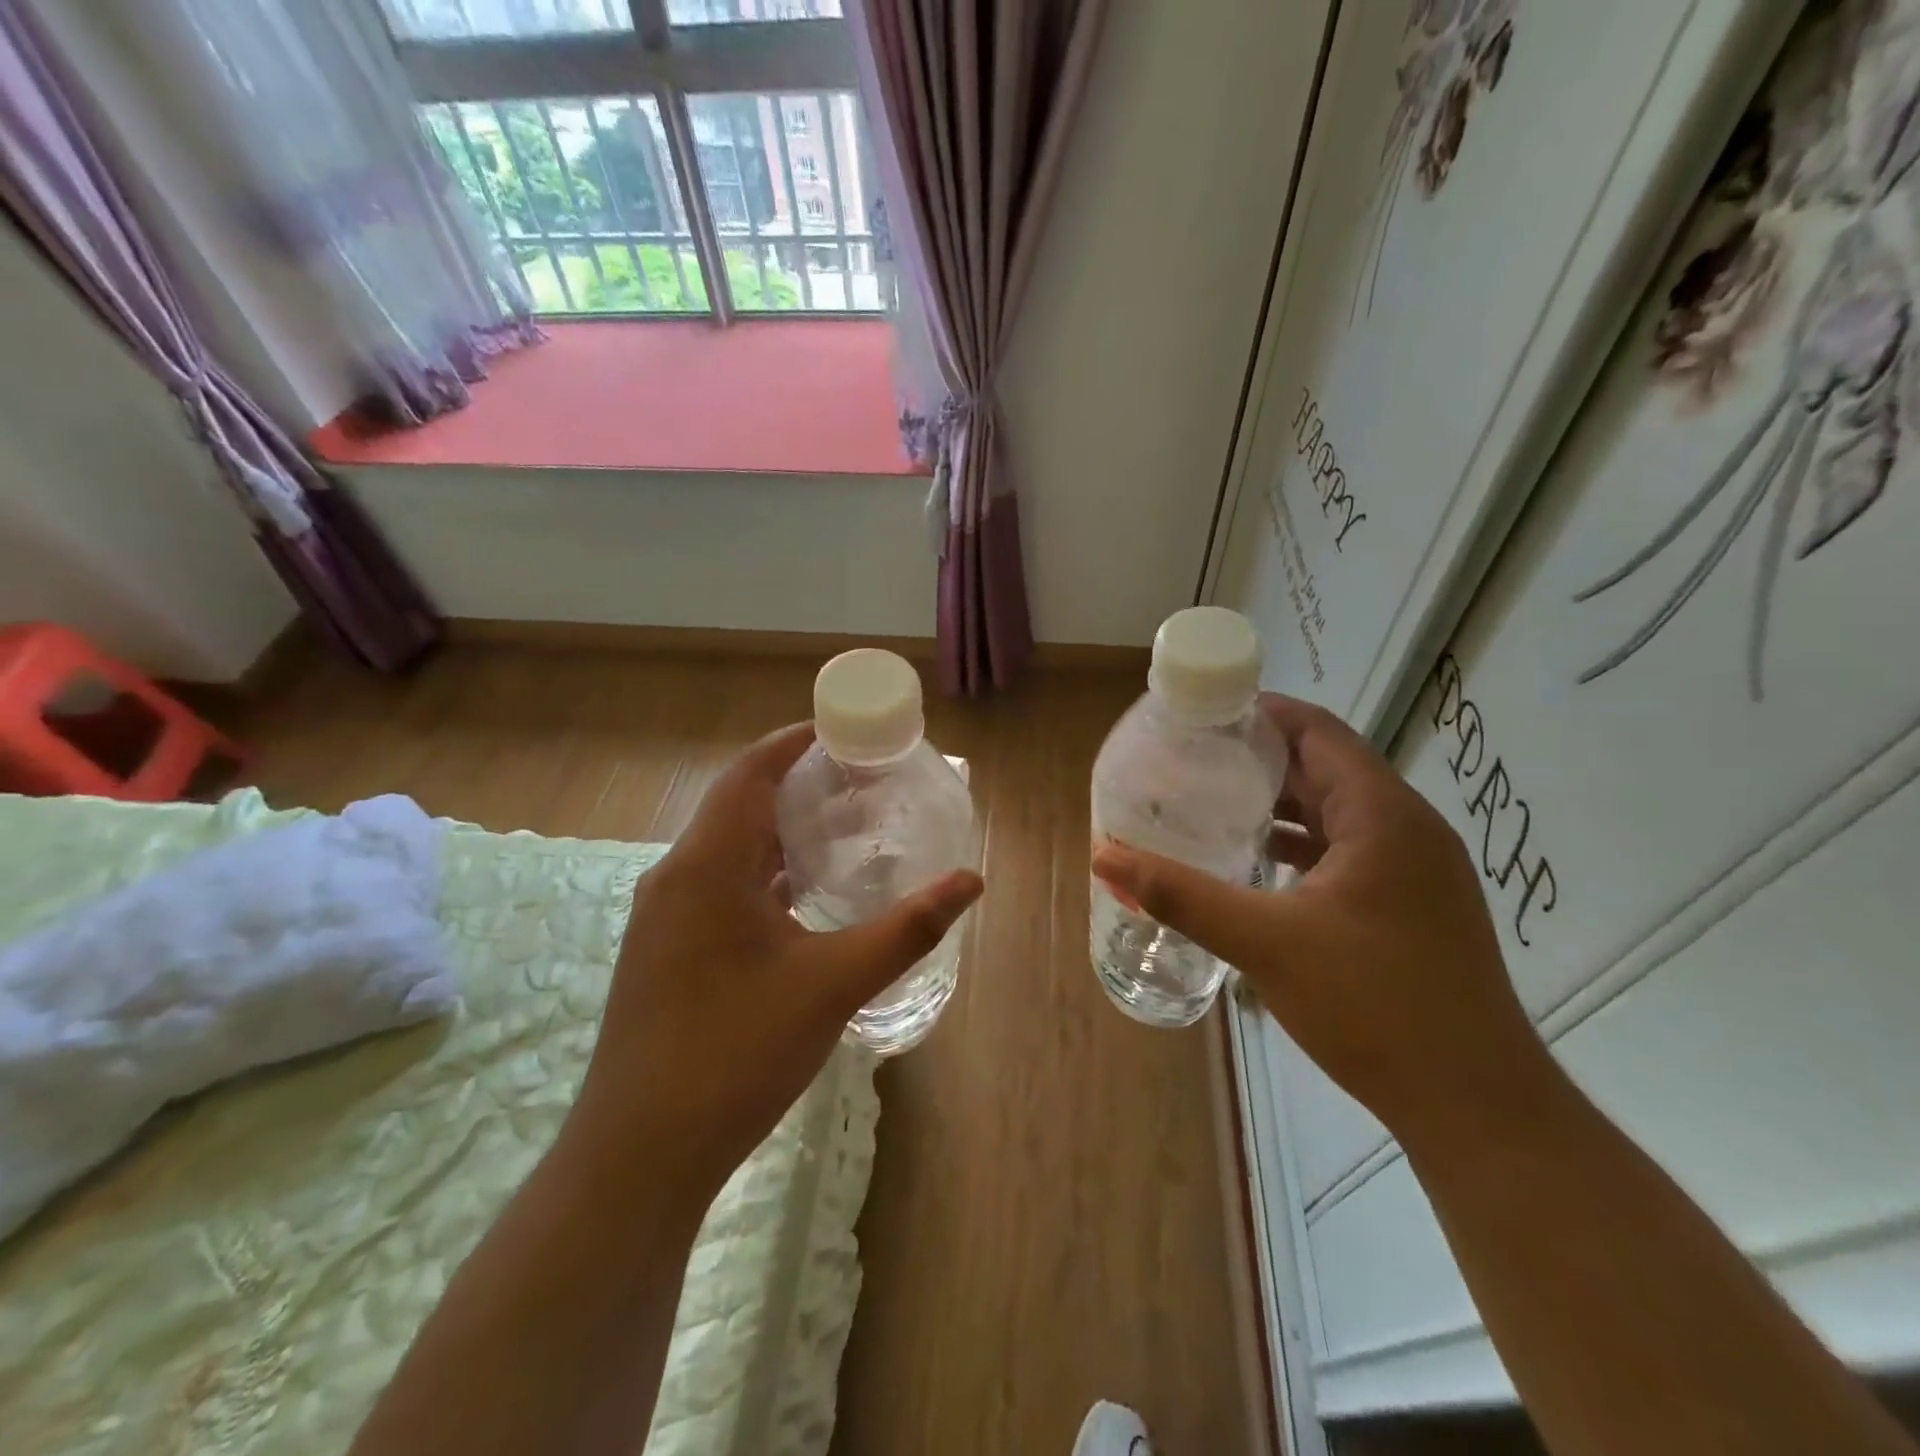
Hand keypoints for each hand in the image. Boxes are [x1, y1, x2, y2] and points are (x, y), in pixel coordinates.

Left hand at [571, 723, 982, 1203]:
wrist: (639, 1154)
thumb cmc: (736, 1052)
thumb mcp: (834, 984)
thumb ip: (907, 929)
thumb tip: (971, 880)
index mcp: (707, 865)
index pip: (750, 772)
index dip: (794, 742)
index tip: (844, 731)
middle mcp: (676, 877)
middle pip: (738, 804)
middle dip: (796, 784)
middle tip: (858, 781)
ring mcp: (663, 917)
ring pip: (726, 849)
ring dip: (778, 831)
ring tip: (839, 830)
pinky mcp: (664, 951)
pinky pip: (717, 885)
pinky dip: (762, 873)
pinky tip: (800, 897)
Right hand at [1090, 694, 1546, 1142]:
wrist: (1477, 1106)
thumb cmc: (1374, 1005)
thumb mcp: (1264, 943)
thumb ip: (1181, 895)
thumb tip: (1105, 856)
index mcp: (1381, 814)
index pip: (1317, 731)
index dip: (1260, 713)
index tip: (1201, 715)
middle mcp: (1407, 827)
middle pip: (1326, 766)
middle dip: (1259, 757)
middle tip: (1192, 758)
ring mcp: (1417, 868)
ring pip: (1338, 811)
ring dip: (1280, 803)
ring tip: (1213, 802)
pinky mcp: (1414, 904)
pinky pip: (1349, 849)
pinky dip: (1301, 844)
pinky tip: (1258, 865)